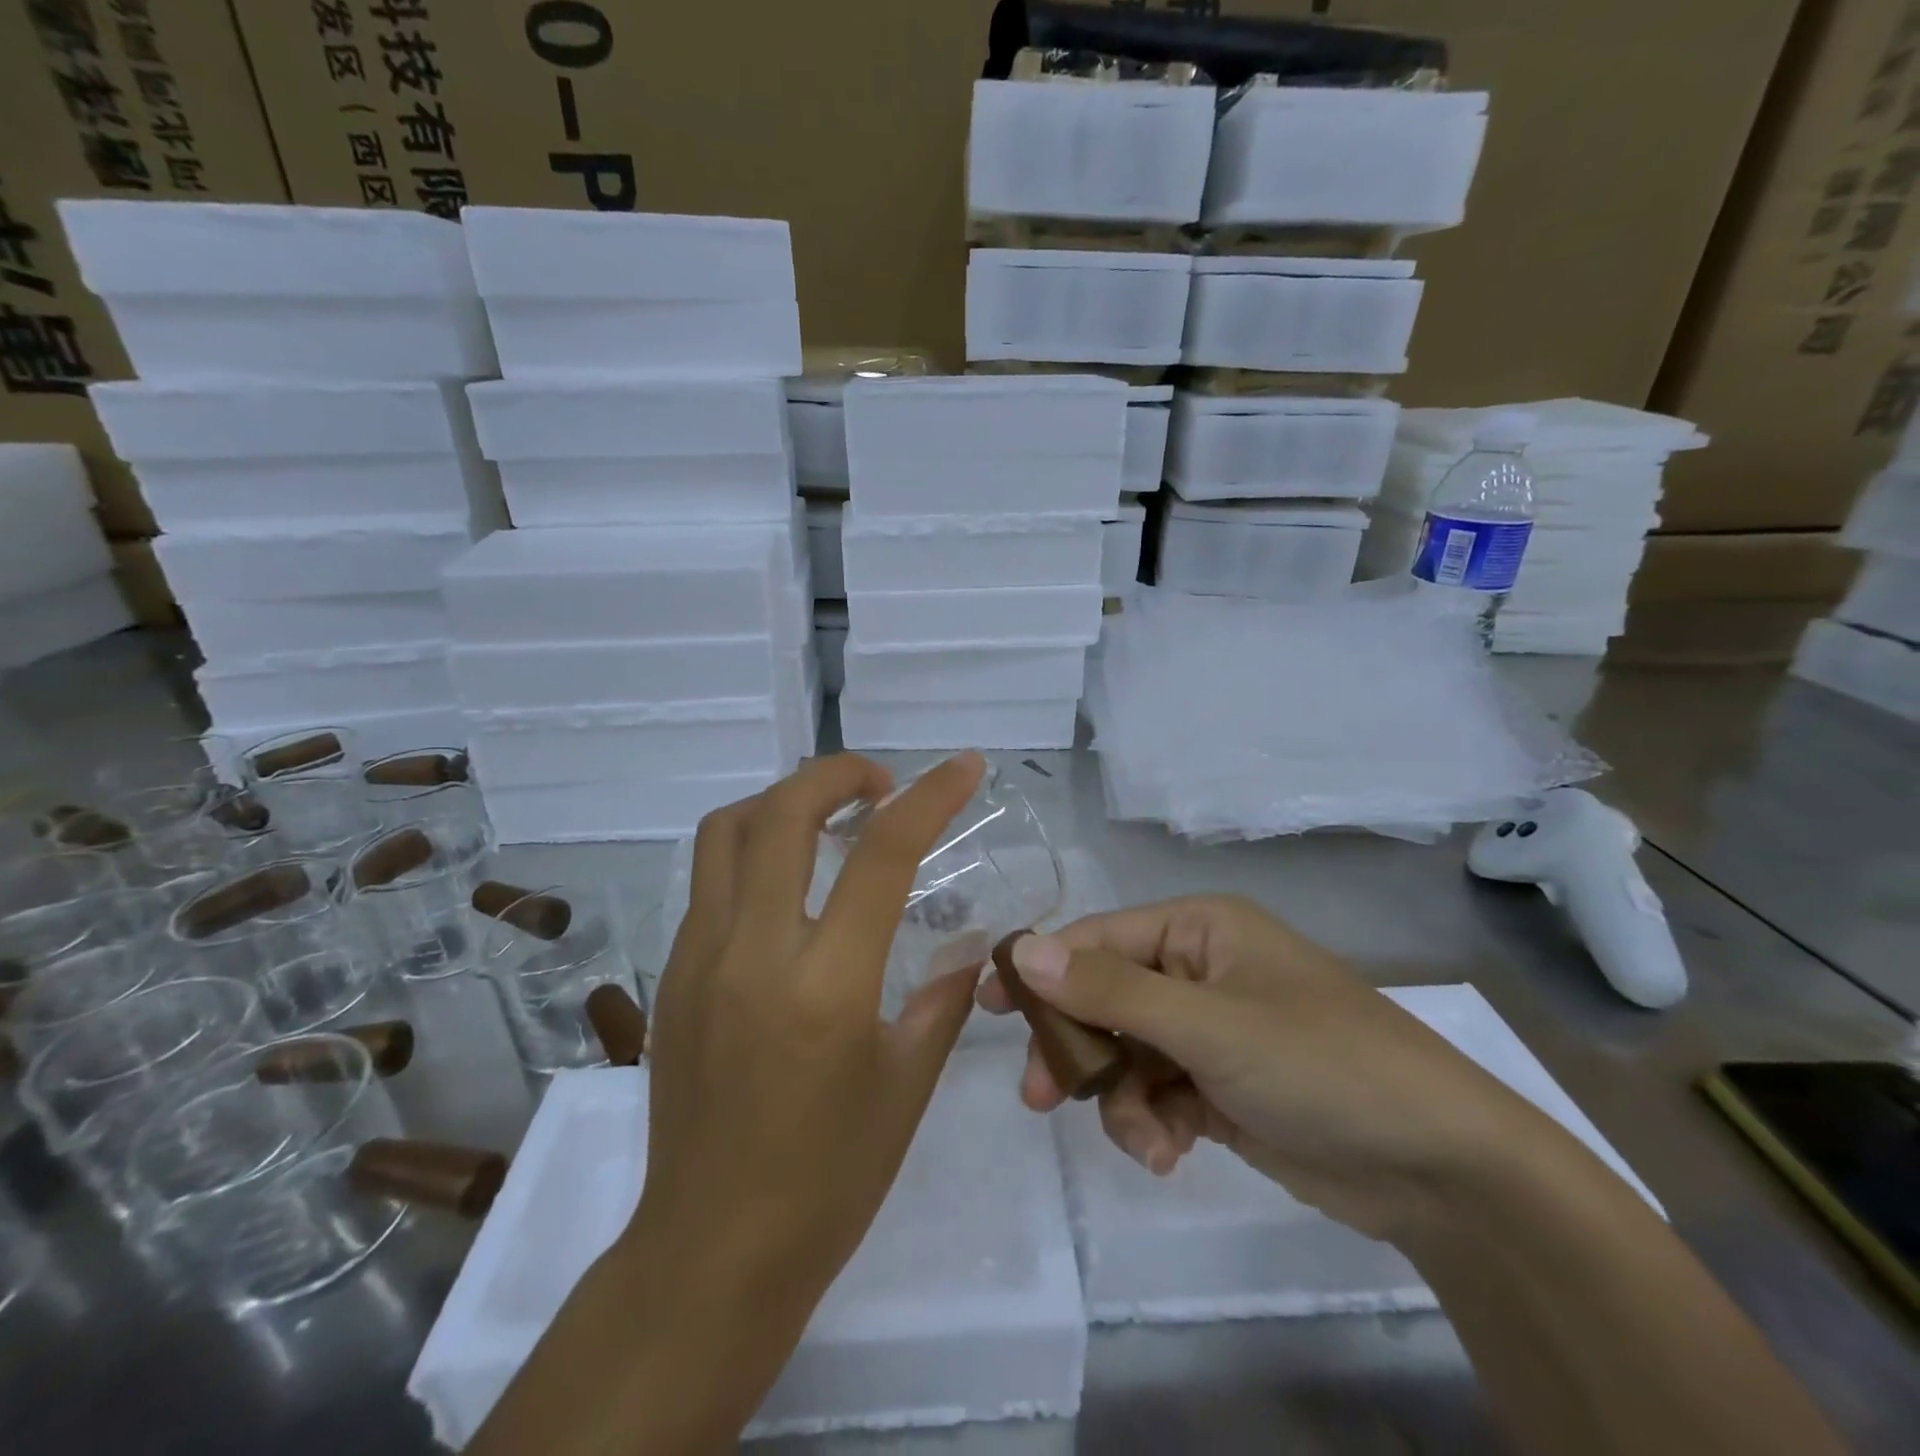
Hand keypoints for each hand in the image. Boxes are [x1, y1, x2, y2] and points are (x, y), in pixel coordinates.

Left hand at [631, 751, 986, 1340]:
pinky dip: (753, 849)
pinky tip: (788, 886)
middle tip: (880, 785)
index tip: (964, 766)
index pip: (882, 853)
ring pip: (726, 830)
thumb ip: (941, 998)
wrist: (710, 1252)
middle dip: (838, 772)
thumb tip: (969, 948)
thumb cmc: (828, 1180)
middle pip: (782, 811)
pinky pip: (709, 879)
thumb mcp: (907, 1086)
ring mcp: (698, 958)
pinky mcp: (670, 974)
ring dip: (782, 800)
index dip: (930, 795)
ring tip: (827, 817)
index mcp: (827, 984)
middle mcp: (752, 952)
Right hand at [978, 894, 1554, 1239]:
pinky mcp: (1220, 1084)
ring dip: (1124, 1099)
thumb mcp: (1208, 1025)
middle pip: (1105, 997)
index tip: (988, 1007)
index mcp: (1198, 930)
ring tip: (1149, 1143)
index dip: (1043, 969)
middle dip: (1080, 1048)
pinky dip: (1156, 1123)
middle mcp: (1198, 969)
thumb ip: (1110, 989)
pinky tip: (1173, 1154)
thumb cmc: (1320, 1064)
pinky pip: (1159, 1092)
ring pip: (1127, 1053)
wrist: (1439, 1166)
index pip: (1098, 937)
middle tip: (1041, 1096)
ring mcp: (1210, 1029)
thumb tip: (1022, 948)